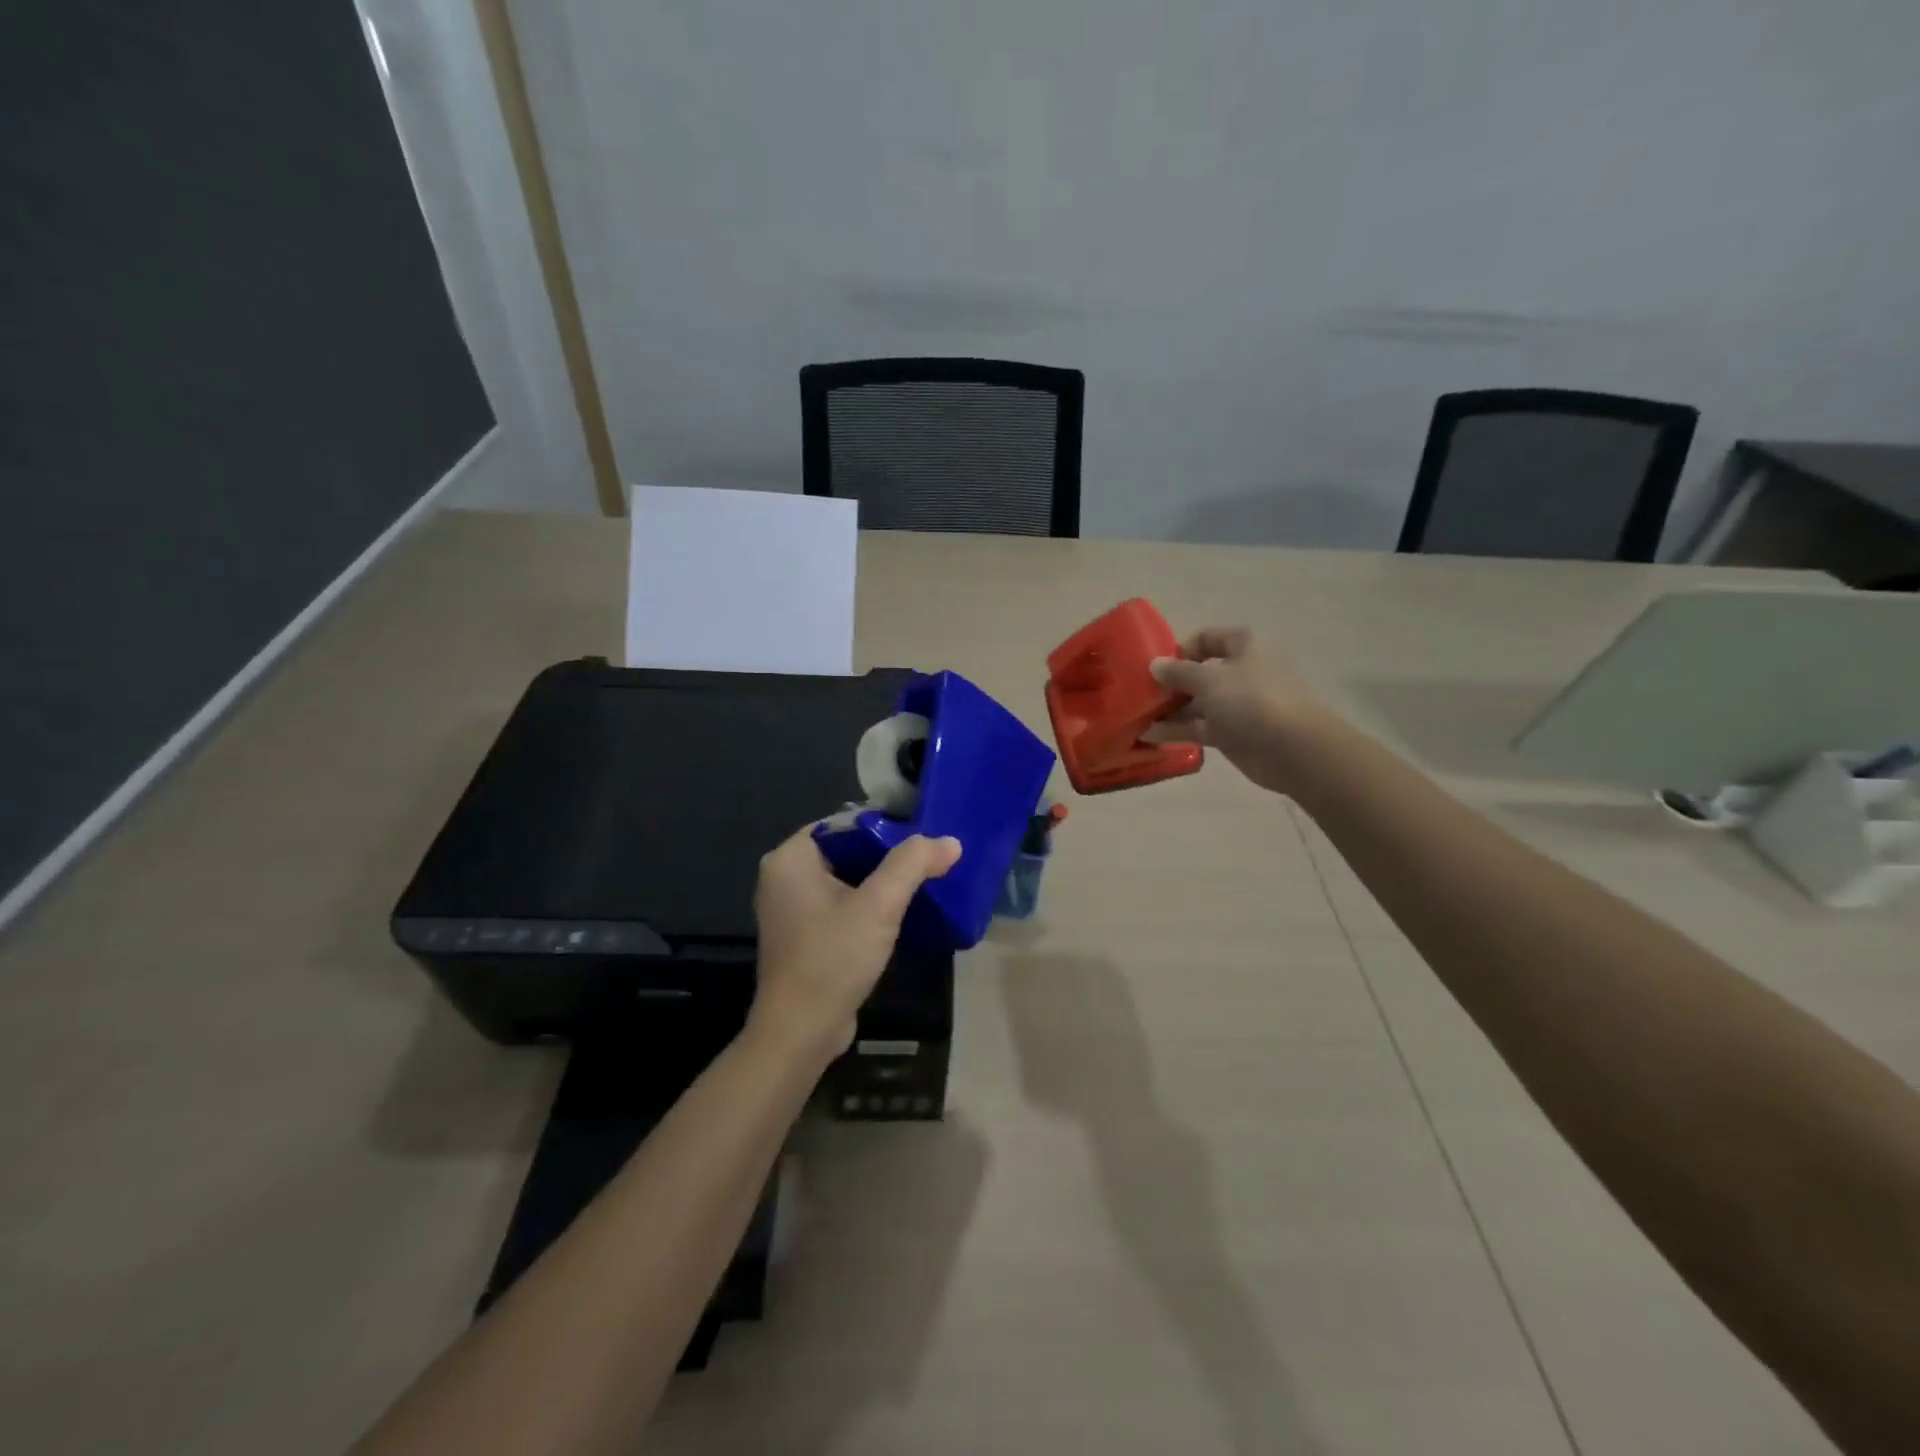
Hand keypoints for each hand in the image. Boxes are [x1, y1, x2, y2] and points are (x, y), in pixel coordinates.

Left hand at [749, 827, 962, 1060]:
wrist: (801, 1031)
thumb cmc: (833, 958)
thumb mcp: (879, 906)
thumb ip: (913, 865)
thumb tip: (950, 841)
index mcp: (789, 858)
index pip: (843, 823)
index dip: (884, 825)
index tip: (922, 837)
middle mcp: (783, 876)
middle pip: (845, 848)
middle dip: (886, 854)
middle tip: (928, 859)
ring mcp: (791, 908)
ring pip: (845, 877)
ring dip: (880, 881)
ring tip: (921, 882)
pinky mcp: (803, 934)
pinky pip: (839, 903)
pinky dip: (866, 903)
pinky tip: (898, 913)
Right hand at [1145, 628, 1327, 793]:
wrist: (1292, 749)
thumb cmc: (1251, 700)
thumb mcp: (1208, 679)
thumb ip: (1178, 671)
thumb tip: (1155, 665)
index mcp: (1244, 646)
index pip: (1207, 638)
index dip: (1181, 650)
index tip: (1158, 667)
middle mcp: (1242, 671)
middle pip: (1200, 672)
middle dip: (1171, 684)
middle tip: (1142, 695)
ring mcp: (1239, 704)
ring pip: (1198, 703)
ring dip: (1170, 710)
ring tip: (1138, 717)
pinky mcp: (1234, 733)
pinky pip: (1200, 727)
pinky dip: (1178, 730)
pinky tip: (1150, 735)